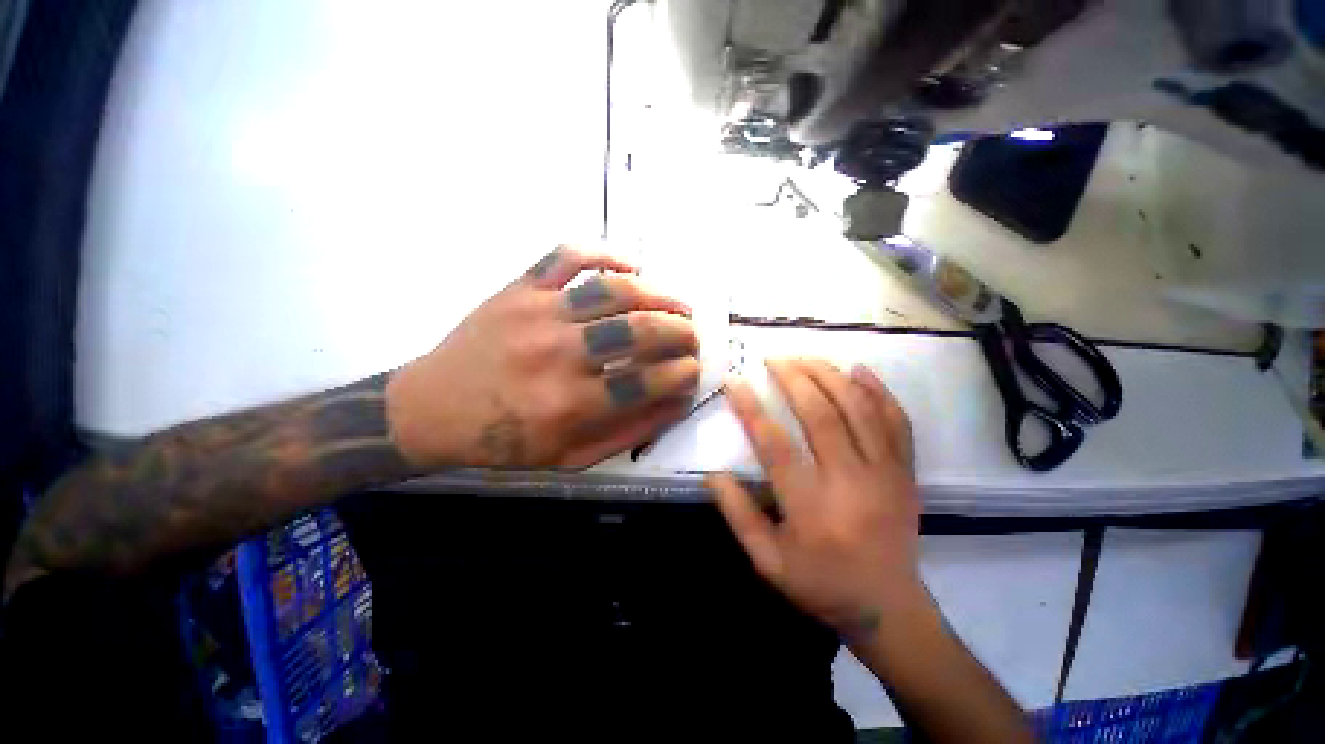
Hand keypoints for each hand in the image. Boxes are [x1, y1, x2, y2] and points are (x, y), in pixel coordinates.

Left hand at [387, 245, 700, 468]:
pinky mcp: (519, 288)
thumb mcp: (570, 457)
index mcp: (568, 404)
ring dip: (659, 295)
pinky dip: (607, 253)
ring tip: (679, 305)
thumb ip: (628, 431)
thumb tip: (676, 402)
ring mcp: (536, 312)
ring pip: (614, 289)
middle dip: (682, 332)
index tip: (694, 371)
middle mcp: (556, 354)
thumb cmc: (504, 441)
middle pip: (639, 330)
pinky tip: (633, 266)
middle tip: (694, 337)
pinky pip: (569, 255)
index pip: (647, 381)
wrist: (431, 408)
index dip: (683, 374)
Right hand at [707, 359, 921, 636]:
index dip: (751, 410)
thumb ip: (738, 516)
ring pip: (859, 411)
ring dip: (830, 376)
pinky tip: (859, 369)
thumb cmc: (821, 584)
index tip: (735, 382)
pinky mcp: (905, 473)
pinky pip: (898, 423)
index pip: (776, 447)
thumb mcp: (767, 562)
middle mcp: (851, 484)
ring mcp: (885, 475)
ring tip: (805, 356)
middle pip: (822, 417)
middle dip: (794, 379)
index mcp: (812, 510)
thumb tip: (714, 473)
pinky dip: (880, 392)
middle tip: (773, 358)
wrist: (889, 609)